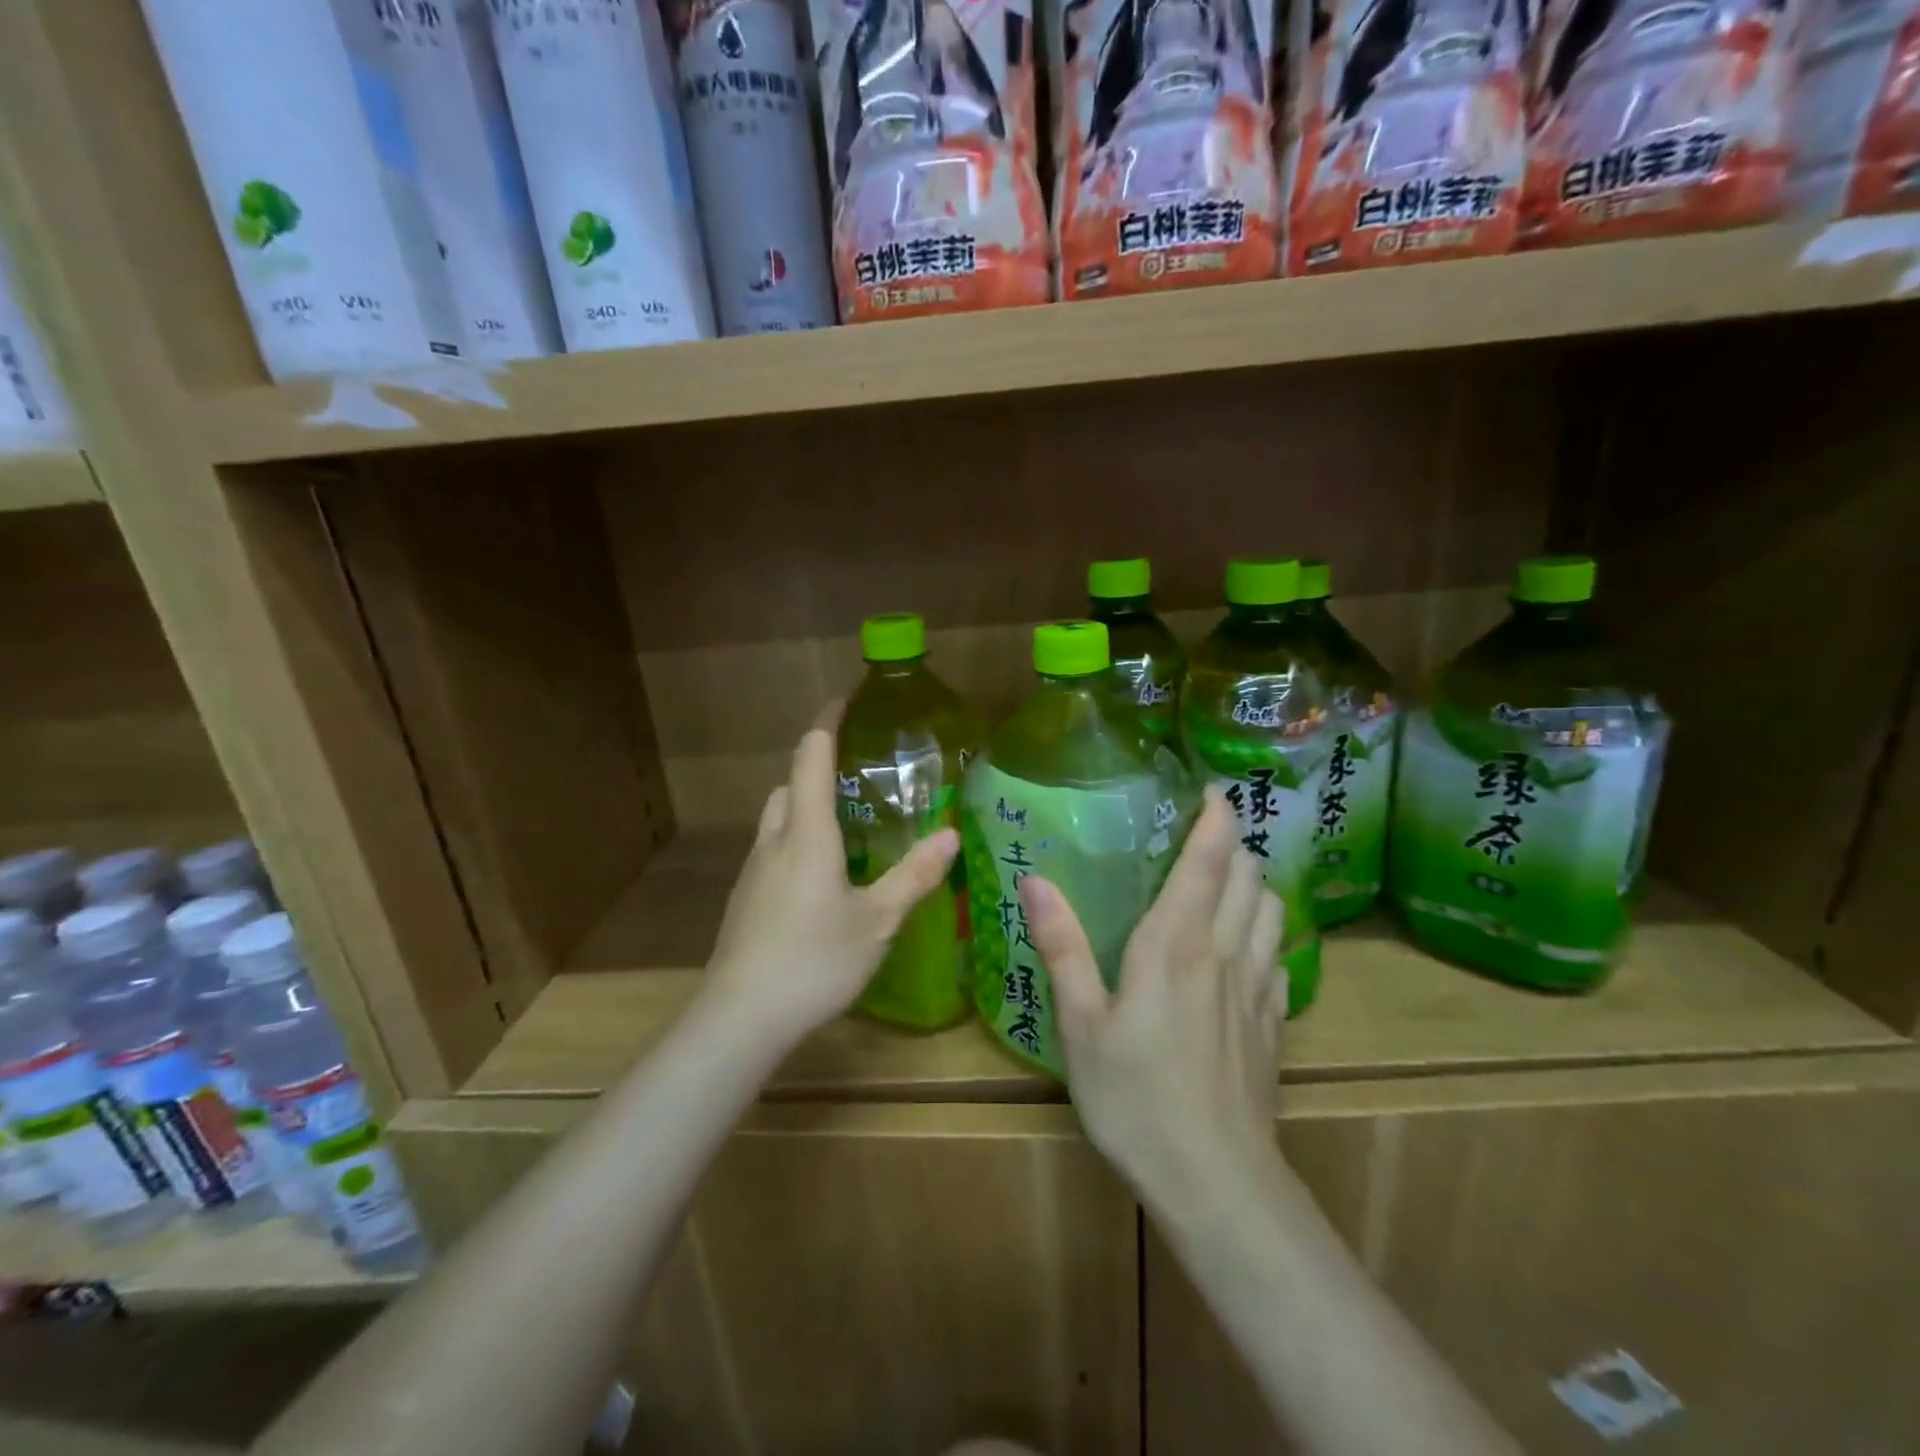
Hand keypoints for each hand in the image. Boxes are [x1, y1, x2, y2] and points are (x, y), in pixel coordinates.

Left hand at [705, 713, 959, 1046]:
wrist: (740, 1018)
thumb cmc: (814, 960)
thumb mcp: (877, 920)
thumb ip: (914, 875)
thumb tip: (950, 833)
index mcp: (807, 833)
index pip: (811, 757)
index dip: (826, 724)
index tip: (844, 701)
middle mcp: (774, 841)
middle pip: (789, 784)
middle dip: (817, 767)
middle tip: (859, 777)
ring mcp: (753, 871)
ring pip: (777, 818)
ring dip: (805, 806)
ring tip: (846, 826)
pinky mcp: (745, 900)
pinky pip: (772, 850)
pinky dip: (796, 841)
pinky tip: (821, 880)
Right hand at [1019, 787, 1286, 1201]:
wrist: (1217, 1181)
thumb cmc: (1135, 1097)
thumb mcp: (1081, 1025)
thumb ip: (1062, 947)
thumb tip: (1034, 880)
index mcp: (1176, 943)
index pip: (1210, 859)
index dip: (1217, 817)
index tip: (1210, 790)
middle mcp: (1225, 952)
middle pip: (1249, 876)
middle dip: (1234, 845)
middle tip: (1203, 838)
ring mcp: (1258, 988)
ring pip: (1272, 910)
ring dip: (1255, 884)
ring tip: (1226, 883)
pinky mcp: (1275, 1022)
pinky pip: (1279, 956)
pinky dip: (1265, 933)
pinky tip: (1244, 950)